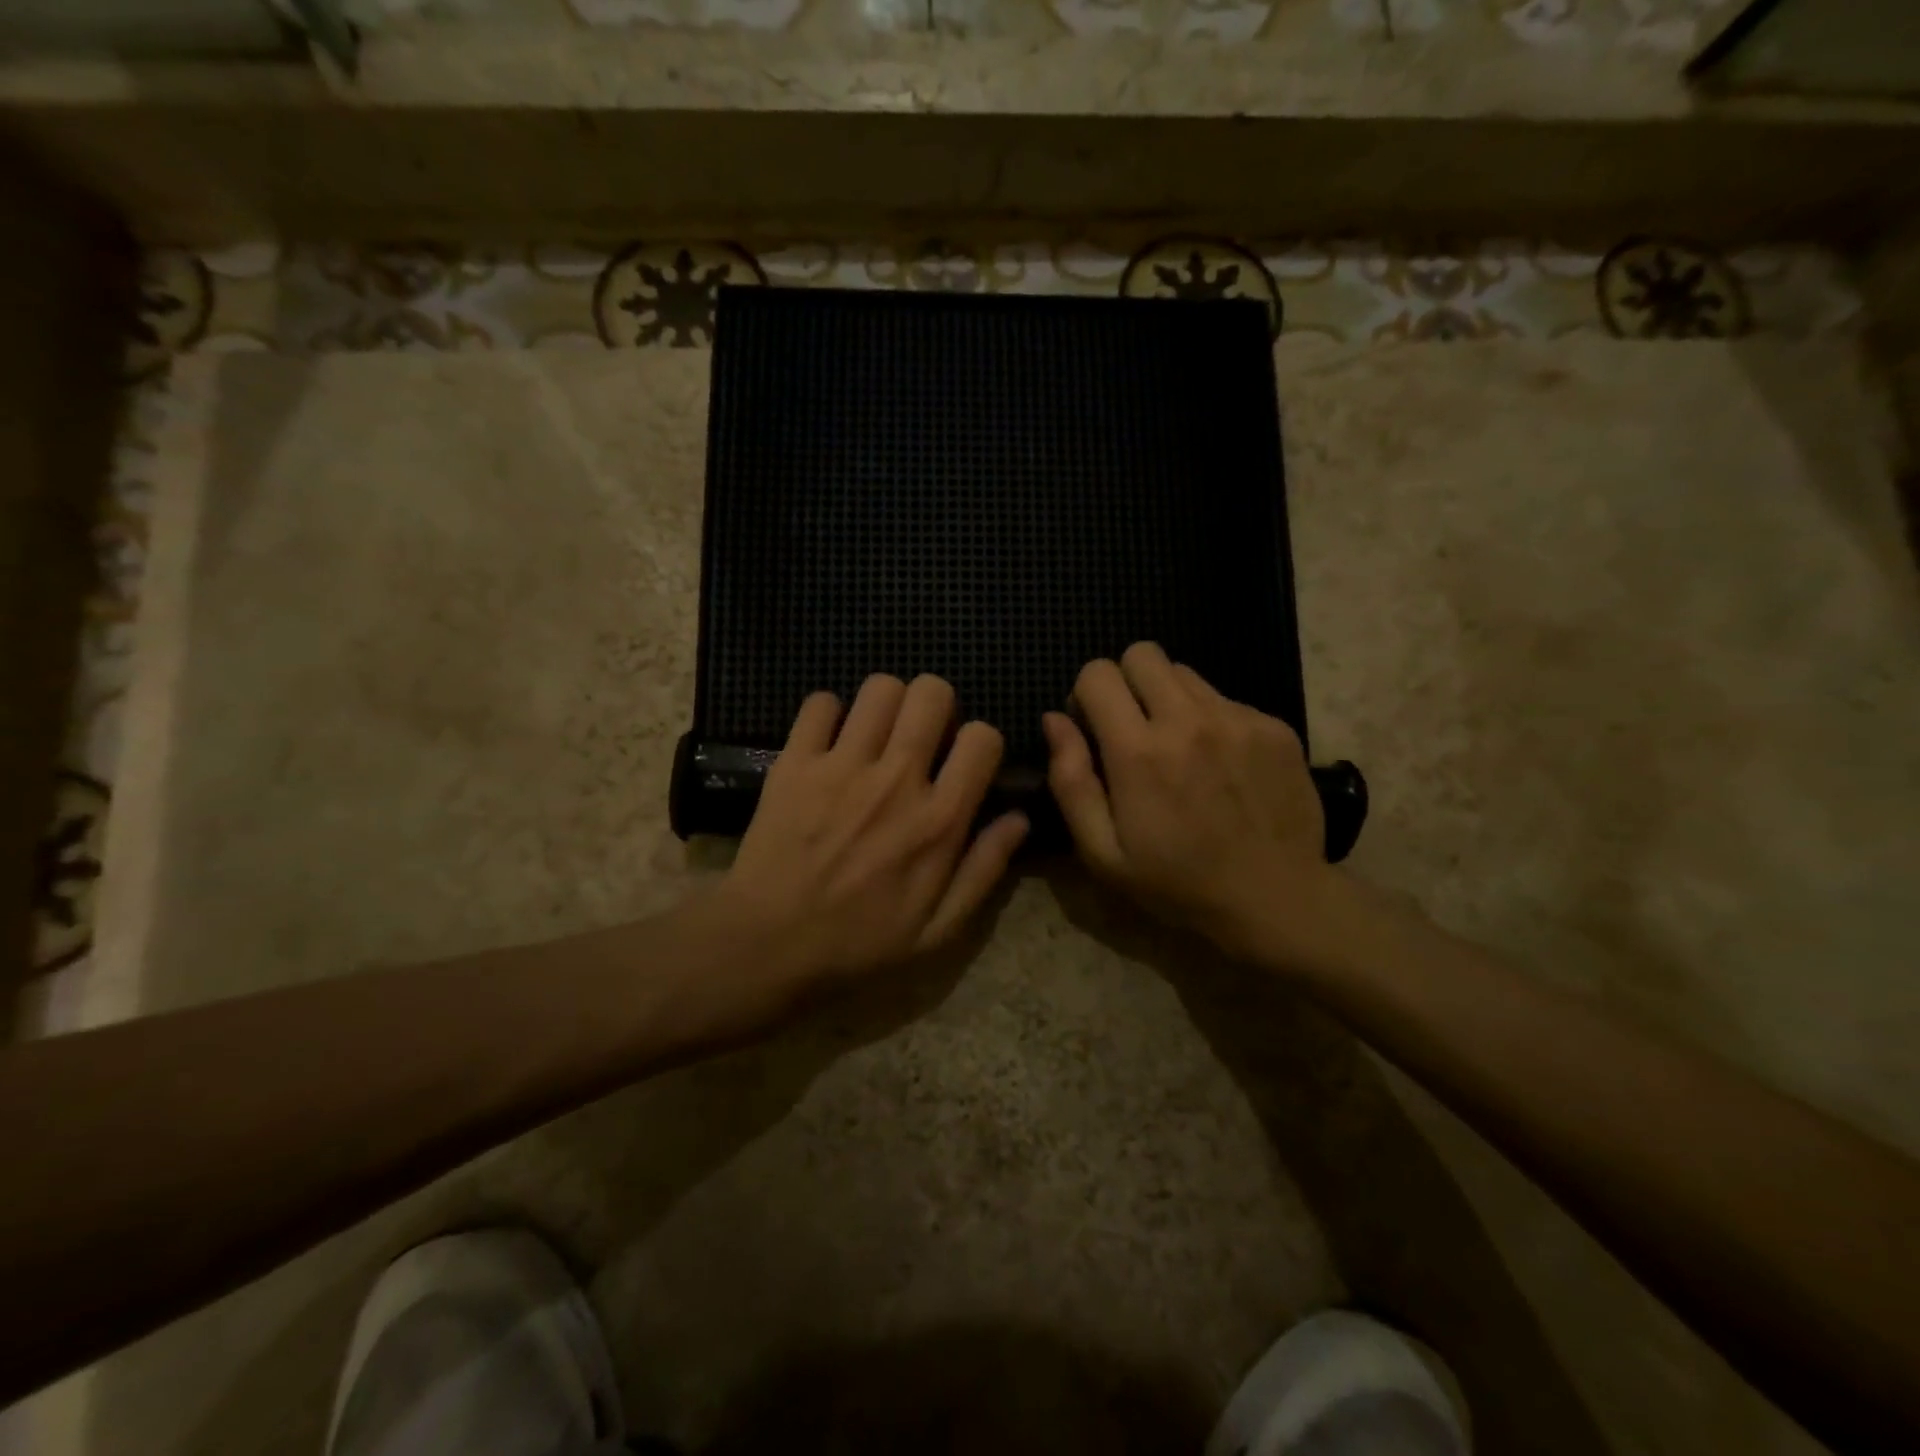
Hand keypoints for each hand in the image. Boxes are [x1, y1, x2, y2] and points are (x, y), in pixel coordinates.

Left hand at [710, 673, 1028, 992]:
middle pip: (932, 693)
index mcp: (939, 820)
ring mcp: (842, 765)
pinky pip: (820, 703)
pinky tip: (829, 741)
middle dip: (936, 706)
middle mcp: (896, 780)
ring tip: (877, 734)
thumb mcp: (938, 930)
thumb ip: (984, 870)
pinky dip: (828, 714)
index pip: (982, 738)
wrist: (768, 945)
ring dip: (887, 705)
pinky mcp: (795, 762)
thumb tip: (1019, 817)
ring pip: (880, 688)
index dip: (980, 742)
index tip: (963, 762)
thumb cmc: (859, 943)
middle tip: (921, 736)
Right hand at [1043, 642, 1335, 960]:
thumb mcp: (1102, 851)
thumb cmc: (1177, 882)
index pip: (1098, 673)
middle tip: (1134, 728)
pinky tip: (1222, 766)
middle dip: (1126, 682)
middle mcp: (1188, 719)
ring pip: (1185, 673)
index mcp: (1138, 751)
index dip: (1086, 696)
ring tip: (1181, 748)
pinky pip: (1225, 699)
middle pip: (1143, 653)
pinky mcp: (1274, 726)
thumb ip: (1070, 780)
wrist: (1276, 898)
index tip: (1095, 731)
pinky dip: (1211, 720)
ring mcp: (1237, 718)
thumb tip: (1055, 720)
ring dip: (1169, 699)